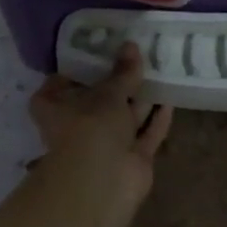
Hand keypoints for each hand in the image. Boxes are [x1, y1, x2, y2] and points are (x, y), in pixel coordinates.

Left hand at [29, 42, 173, 209]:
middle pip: (99, 100)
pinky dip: (157, 119)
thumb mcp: (108, 92)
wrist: (104, 180)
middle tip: (138, 55)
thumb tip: (131, 45)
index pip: (60, 83)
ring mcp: (106, 144)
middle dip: (119, 82)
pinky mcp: (131, 158)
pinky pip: (147, 134)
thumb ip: (122, 71)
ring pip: (126, 117)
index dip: (79, 67)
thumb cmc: (91, 126)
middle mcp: (78, 125)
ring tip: (161, 70)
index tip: (99, 49)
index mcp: (55, 107)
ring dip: (142, 98)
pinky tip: (171, 99)